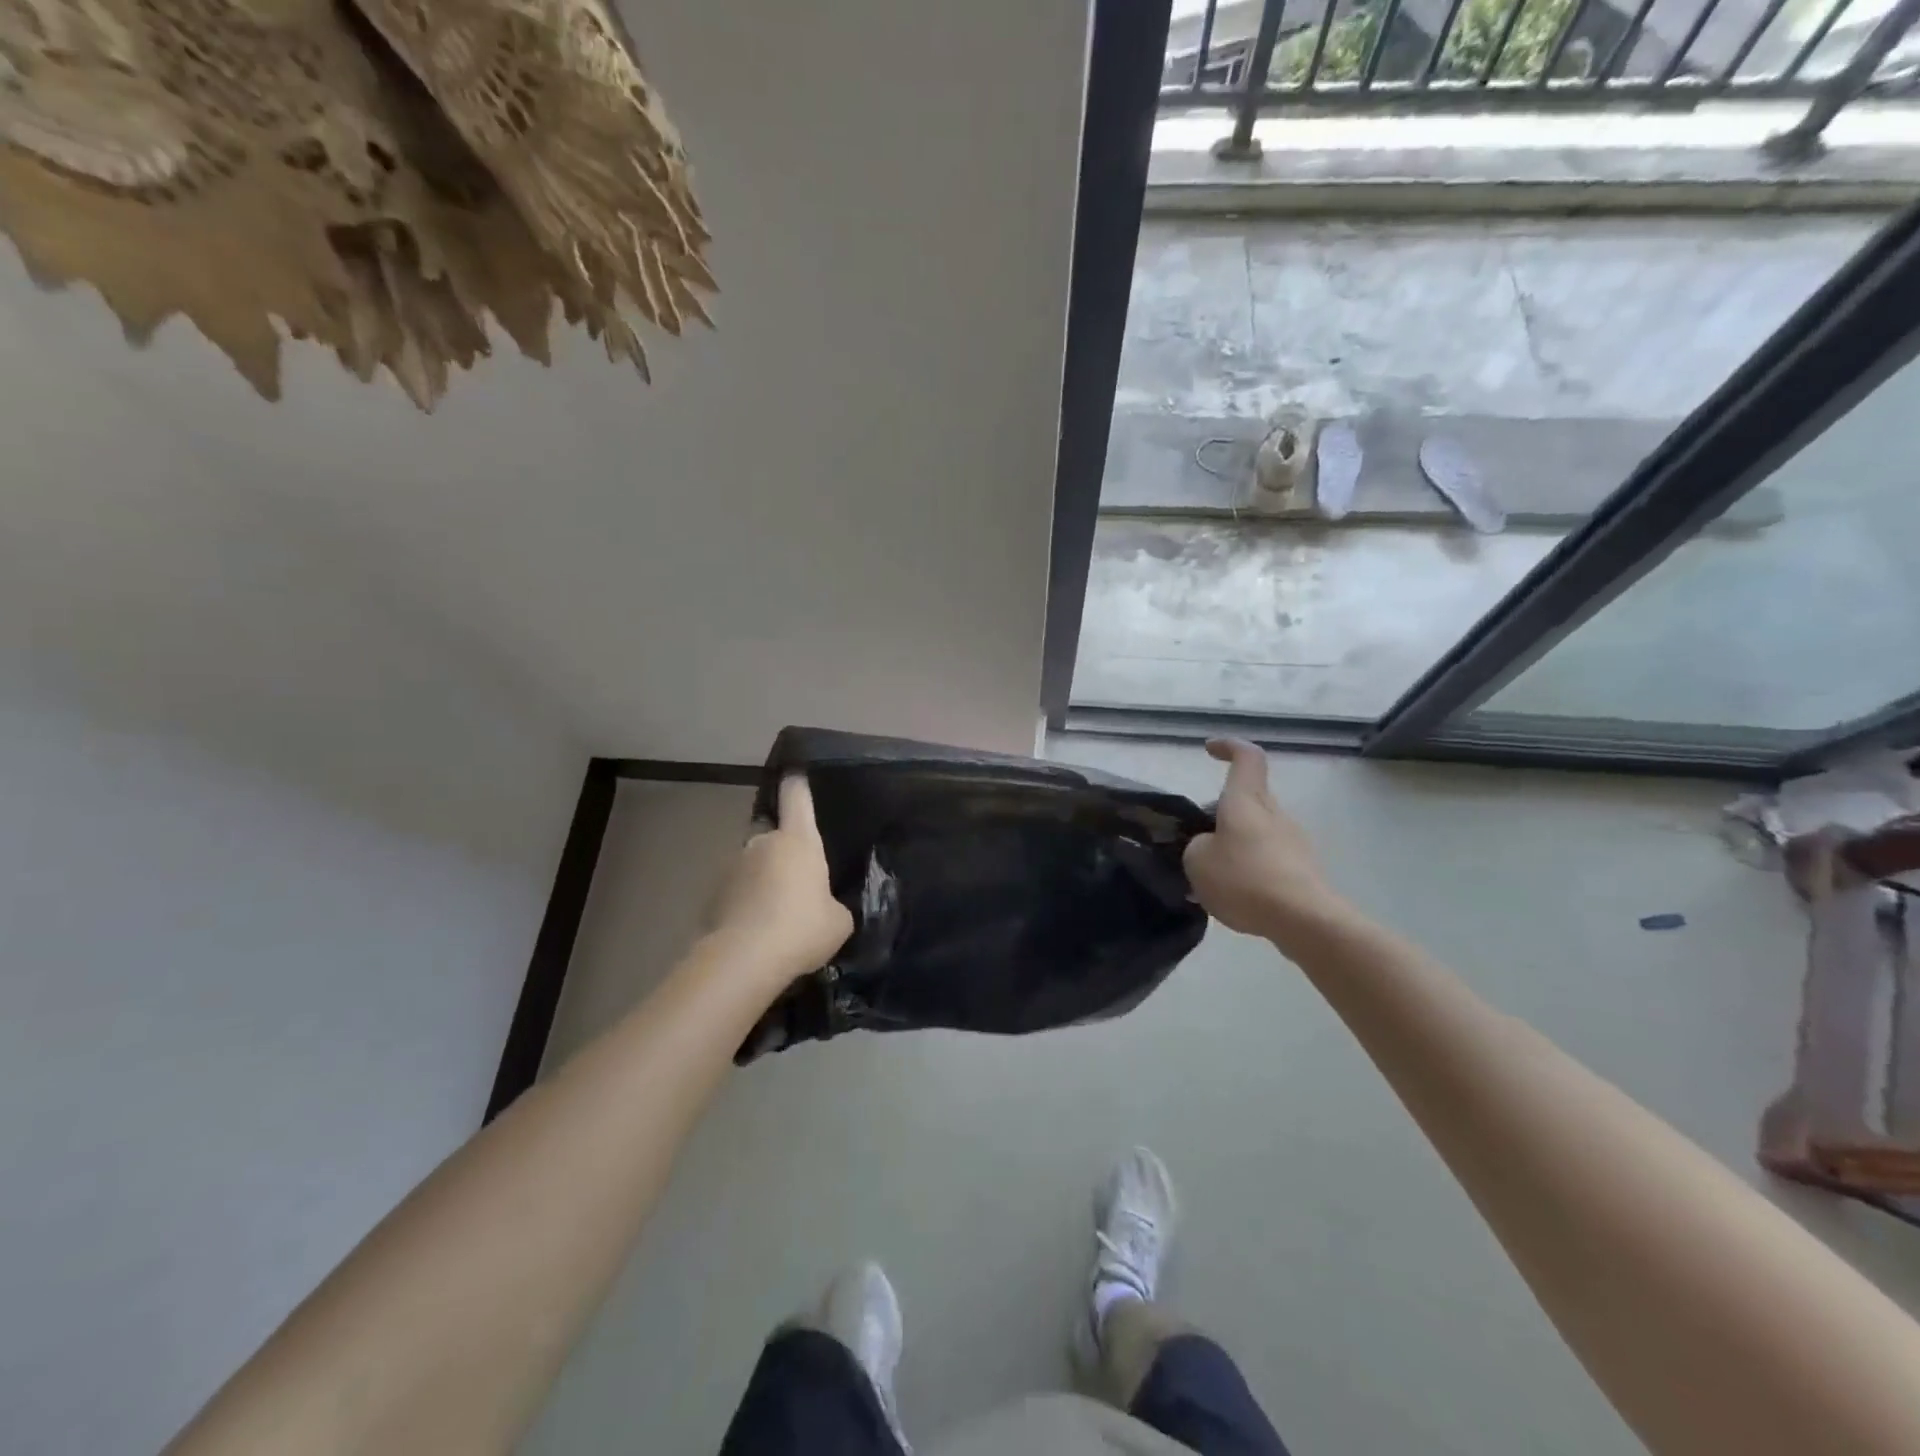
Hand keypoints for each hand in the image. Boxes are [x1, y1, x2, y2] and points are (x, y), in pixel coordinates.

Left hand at [706, 775, 853, 989]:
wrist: (744, 959)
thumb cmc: (801, 928)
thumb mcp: (838, 921)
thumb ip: (834, 904)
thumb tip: (824, 906)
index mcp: (798, 840)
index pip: (797, 797)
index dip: (798, 783)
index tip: (795, 772)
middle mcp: (763, 842)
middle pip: (774, 835)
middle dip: (783, 852)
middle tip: (798, 881)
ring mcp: (733, 866)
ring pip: (753, 865)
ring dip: (763, 880)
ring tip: (777, 914)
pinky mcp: (713, 893)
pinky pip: (737, 892)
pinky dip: (746, 904)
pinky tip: (757, 931)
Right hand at [1184, 739, 1345, 948]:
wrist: (1303, 920)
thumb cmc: (1244, 880)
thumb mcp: (1197, 861)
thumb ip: (1197, 846)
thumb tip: (1210, 846)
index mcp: (1246, 801)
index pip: (1247, 757)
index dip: (1229, 747)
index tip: (1210, 750)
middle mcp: (1274, 813)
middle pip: (1249, 798)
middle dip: (1221, 812)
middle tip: (1196, 839)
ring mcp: (1293, 841)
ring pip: (1257, 831)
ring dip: (1234, 845)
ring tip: (1211, 879)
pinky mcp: (1303, 869)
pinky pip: (1268, 859)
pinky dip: (1249, 870)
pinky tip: (1235, 899)